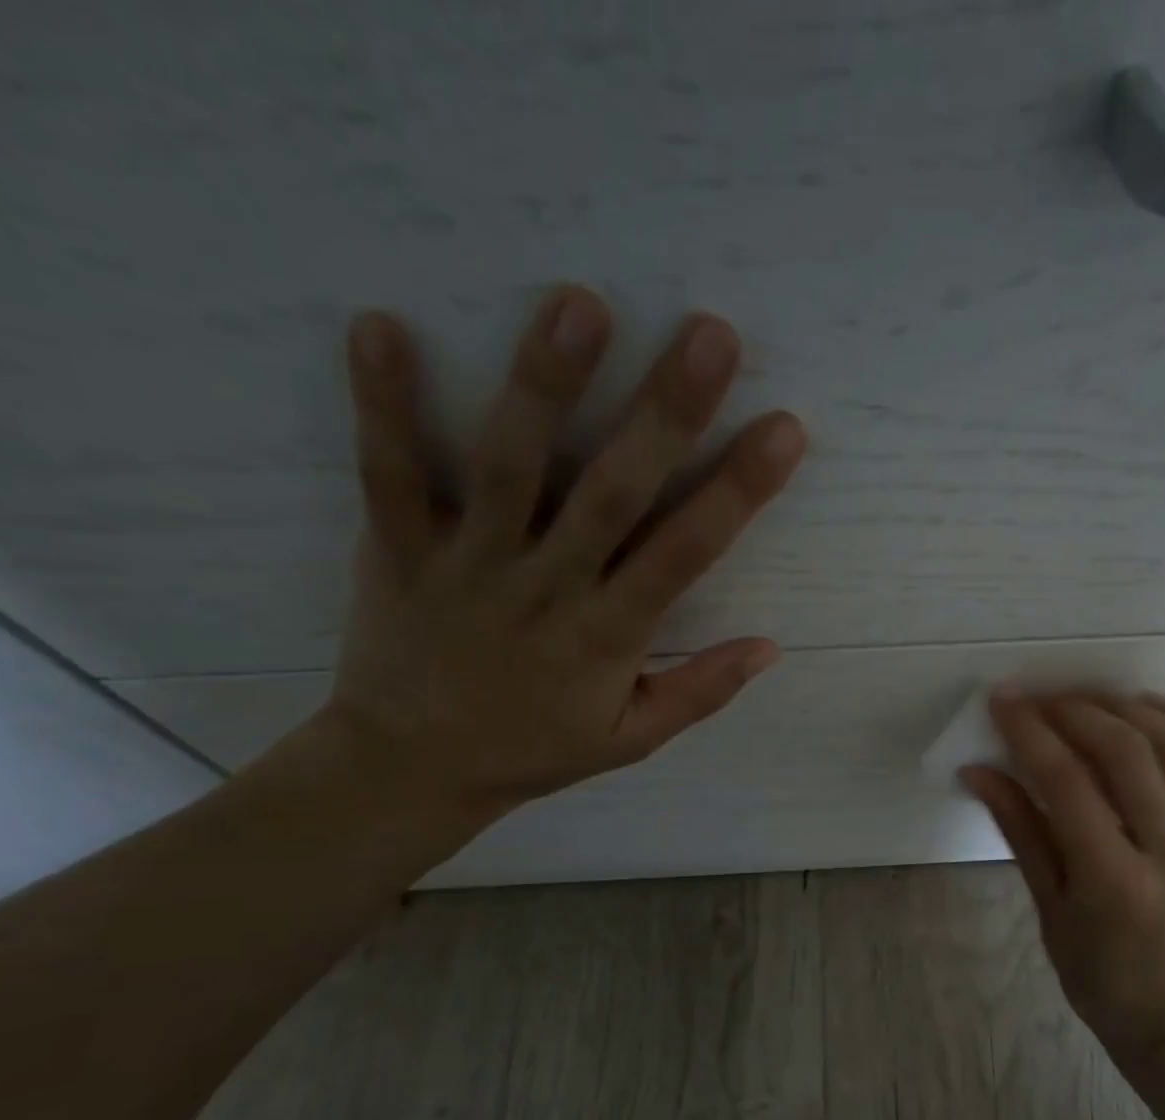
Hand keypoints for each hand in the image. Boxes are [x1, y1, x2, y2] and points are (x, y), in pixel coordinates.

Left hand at [321, 286, 805, 830]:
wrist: (411, 771)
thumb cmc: (533, 749)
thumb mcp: (631, 740)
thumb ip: (700, 692)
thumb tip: (770, 646)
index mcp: (608, 635)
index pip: (685, 554)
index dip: (739, 491)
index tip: (784, 430)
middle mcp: (547, 589)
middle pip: (613, 495)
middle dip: (665, 415)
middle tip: (710, 335)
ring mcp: (469, 565)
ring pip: (512, 470)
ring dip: (545, 388)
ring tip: (580, 304)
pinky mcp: (398, 551)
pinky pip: (389, 476)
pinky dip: (384, 406)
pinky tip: (381, 325)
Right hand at [962, 691, 1164, 1076]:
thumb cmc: (1096, 974)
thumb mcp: (1047, 907)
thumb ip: (1019, 829)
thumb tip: (977, 770)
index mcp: (1115, 881)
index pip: (1069, 783)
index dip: (1031, 732)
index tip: (1002, 701)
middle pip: (1125, 749)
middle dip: (1073, 709)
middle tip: (1036, 697)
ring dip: (1123, 706)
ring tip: (1081, 699)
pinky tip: (1138, 709)